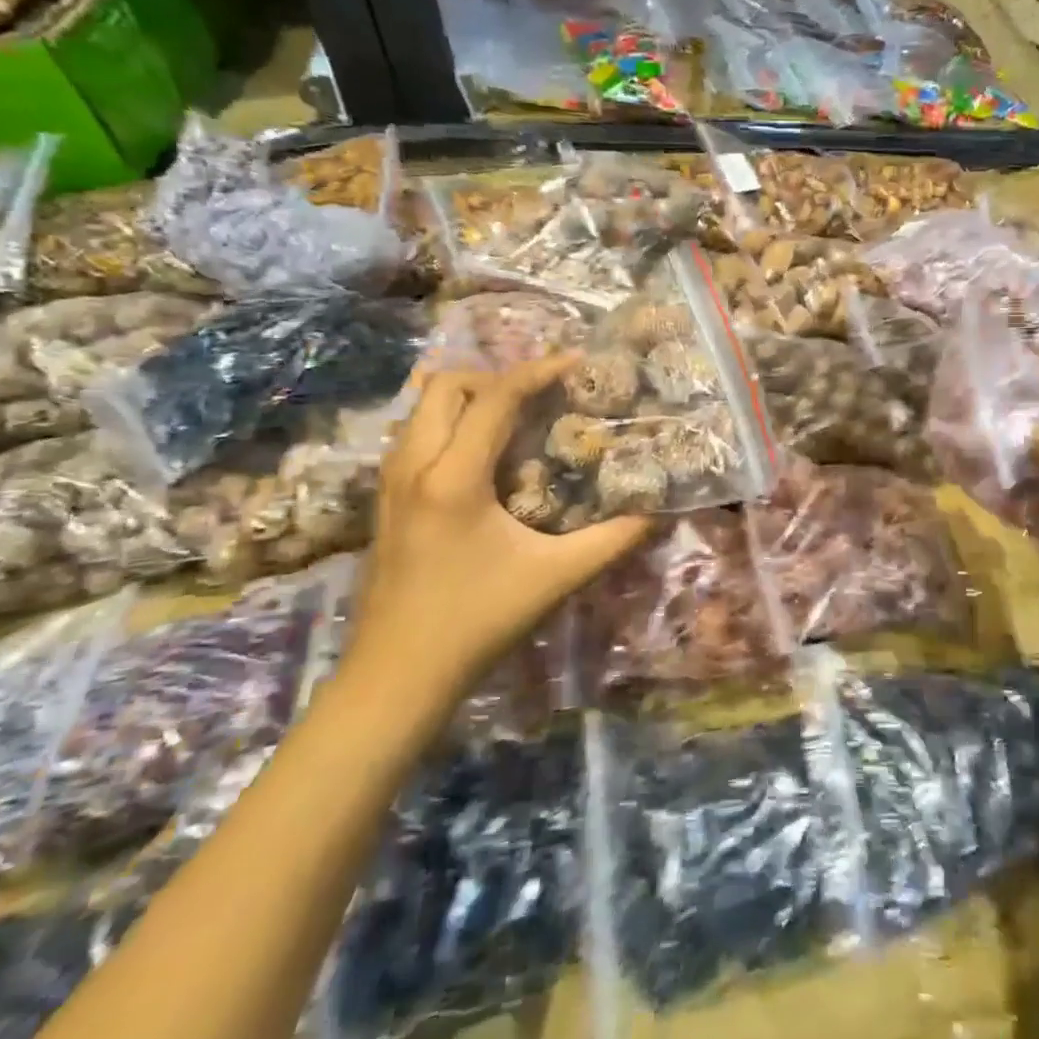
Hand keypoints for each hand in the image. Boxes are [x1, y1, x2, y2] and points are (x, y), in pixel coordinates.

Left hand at [348, 356, 649, 707]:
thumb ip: (612, 540)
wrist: (396, 677)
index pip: (495, 398)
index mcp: (453, 476)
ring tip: (515, 420)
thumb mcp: (556, 577)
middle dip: (496, 378)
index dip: (538, 371)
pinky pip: (415, 435)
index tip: (575, 362)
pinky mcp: (382, 500)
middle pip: (446, 385)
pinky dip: (449, 424)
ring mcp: (389, 482)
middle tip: (539, 399)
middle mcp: (412, 465)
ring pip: (422, 408)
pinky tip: (483, 459)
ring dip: (469, 399)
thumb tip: (656, 511)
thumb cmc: (477, 621)